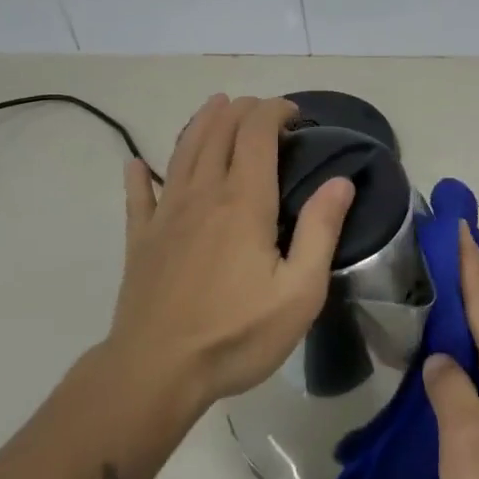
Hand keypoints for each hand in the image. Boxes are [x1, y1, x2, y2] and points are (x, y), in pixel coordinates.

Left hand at [108, 95, 353, 416]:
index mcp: (244, 201)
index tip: (295, 114)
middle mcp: (203, 194)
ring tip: (216, 106)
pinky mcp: (140, 239)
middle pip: (218, 131)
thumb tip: (341, 181)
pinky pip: (138, 195)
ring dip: (201, 122)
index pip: (256, 132)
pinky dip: (140, 174)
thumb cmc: (236, 335)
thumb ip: (321, 230)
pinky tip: (137, 164)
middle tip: (263, 110)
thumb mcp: (299, 291)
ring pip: (183, 151)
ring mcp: (166, 214)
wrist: (156, 372)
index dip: (274, 111)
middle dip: (242, 109)